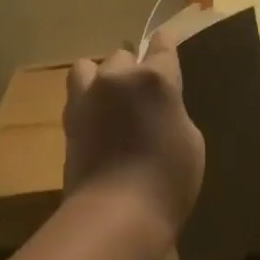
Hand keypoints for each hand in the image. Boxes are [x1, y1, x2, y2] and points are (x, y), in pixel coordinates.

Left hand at [62, 32, 204, 234]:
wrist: (116, 213)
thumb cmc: (168, 180)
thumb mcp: (191, 141)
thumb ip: (173, 111)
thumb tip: (158, 107)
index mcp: (156, 79)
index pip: (163, 46)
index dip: (166, 46)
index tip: (167, 47)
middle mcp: (118, 77)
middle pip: (125, 56)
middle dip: (135, 70)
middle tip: (144, 98)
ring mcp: (88, 96)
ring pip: (92, 67)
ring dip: (104, 78)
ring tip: (112, 101)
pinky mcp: (69, 118)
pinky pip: (77, 92)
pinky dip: (88, 98)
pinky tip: (97, 118)